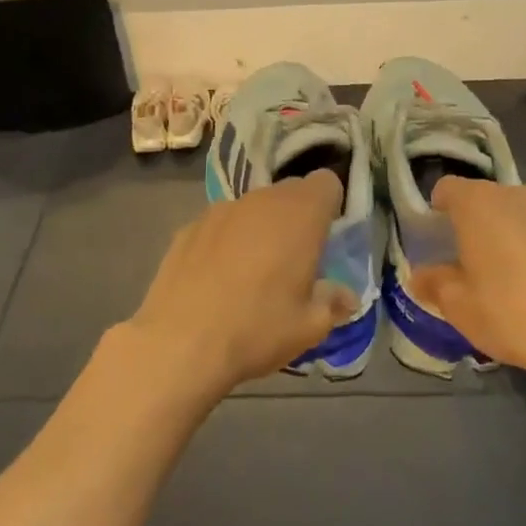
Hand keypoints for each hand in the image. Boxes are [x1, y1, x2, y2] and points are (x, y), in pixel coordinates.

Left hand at [117, 171, 351, 399]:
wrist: (180, 344)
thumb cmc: (258, 329)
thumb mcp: (310, 326)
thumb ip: (333, 302)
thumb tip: (345, 297)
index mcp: (300, 214)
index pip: (326, 182)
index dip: (330, 206)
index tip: (326, 239)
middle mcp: (261, 200)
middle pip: (289, 192)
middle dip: (297, 218)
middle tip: (295, 261)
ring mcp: (220, 210)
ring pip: (253, 207)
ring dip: (260, 228)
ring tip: (253, 273)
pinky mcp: (188, 227)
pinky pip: (220, 225)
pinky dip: (226, 241)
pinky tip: (217, 279)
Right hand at [415, 180, 525, 392]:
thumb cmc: (511, 315)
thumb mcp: (458, 307)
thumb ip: (434, 283)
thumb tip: (422, 275)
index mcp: (480, 203)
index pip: (447, 188)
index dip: (438, 210)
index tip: (439, 239)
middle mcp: (521, 195)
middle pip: (489, 200)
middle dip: (479, 224)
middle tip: (475, 264)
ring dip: (516, 235)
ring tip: (518, 278)